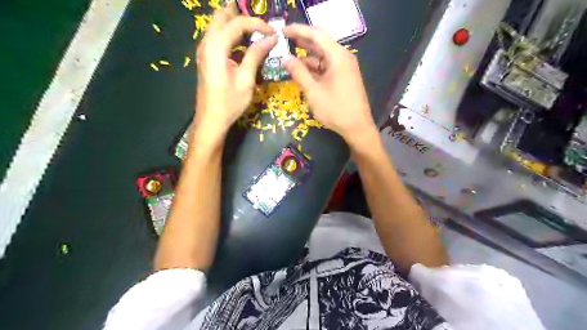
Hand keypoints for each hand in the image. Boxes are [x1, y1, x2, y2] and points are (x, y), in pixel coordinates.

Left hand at [192, 2, 274, 138]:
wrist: (211, 120)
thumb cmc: (230, 102)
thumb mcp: (246, 79)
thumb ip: (256, 55)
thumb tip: (271, 38)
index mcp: (216, 47)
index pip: (237, 23)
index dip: (257, 24)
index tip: (273, 33)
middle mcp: (206, 43)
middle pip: (222, 16)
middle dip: (242, 16)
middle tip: (261, 25)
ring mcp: (204, 50)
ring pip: (218, 25)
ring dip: (236, 24)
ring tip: (256, 32)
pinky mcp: (206, 58)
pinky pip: (218, 37)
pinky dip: (231, 35)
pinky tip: (245, 45)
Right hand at [283, 23, 375, 145]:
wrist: (357, 127)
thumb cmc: (335, 109)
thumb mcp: (313, 91)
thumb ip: (299, 73)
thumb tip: (286, 59)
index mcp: (338, 56)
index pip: (316, 35)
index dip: (298, 30)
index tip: (282, 30)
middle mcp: (343, 57)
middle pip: (320, 43)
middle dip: (302, 42)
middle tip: (283, 41)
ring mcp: (345, 68)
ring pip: (323, 56)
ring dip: (307, 57)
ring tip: (289, 57)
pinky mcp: (344, 77)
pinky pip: (327, 67)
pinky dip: (315, 68)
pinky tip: (302, 71)